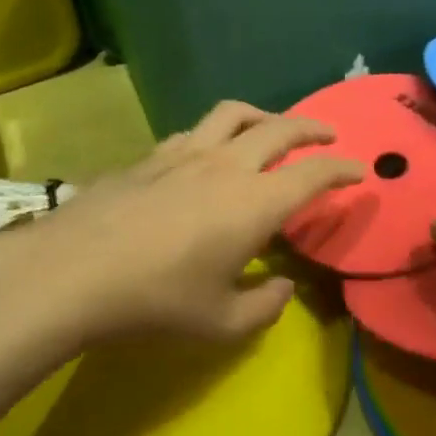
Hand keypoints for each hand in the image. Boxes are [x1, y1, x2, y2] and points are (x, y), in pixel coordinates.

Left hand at [5, 101, 363, 343]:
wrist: (76, 269)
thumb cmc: (157, 301)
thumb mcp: (220, 322)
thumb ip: (264, 306)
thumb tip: (282, 286)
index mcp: (255, 202)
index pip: (313, 174)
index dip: (341, 169)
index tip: (359, 171)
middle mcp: (227, 164)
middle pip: (279, 129)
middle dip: (310, 128)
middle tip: (327, 134)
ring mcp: (186, 152)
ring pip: (234, 114)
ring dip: (263, 115)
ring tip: (270, 126)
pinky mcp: (152, 154)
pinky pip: (195, 130)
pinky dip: (216, 132)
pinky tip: (207, 152)